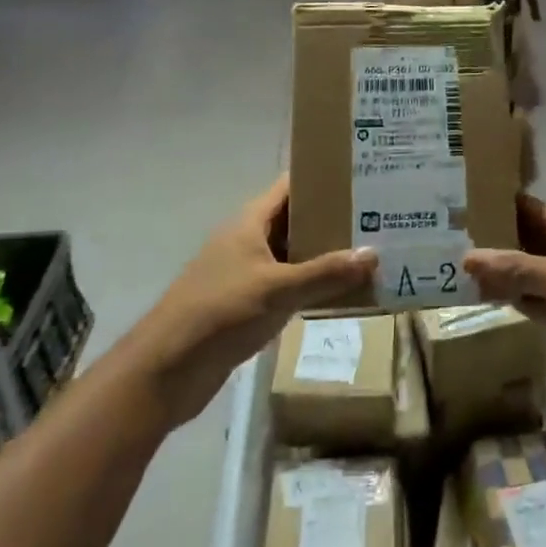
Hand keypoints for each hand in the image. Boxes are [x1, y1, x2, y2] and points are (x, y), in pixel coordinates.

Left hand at [130, 177, 374, 427]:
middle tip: (378, 216)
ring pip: (294, 255)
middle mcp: (248, 241)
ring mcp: (247, 274)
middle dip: (332, 218)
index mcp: (249, 223)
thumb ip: (325, 273)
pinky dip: (313, 285)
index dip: (322, 178)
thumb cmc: (219, 313)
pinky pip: (289, 285)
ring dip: (325, 254)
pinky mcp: (248, 305)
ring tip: (371, 250)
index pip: (290, 186)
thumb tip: (373, 254)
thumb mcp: (277, 289)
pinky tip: (343, 291)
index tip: (361, 176)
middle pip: (296, 220)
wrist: (167, 370)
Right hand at [463, 197, 545, 395]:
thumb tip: (466, 257)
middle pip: (519, 241)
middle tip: (434, 243)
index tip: (447, 206)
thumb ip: (516, 270)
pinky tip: (482, 301)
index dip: (488, 206)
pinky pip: (537, 303)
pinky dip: (515, 302)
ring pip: (525, 275)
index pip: (519, 208)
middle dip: (486, 244)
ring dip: (498, 276)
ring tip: (445, 270)